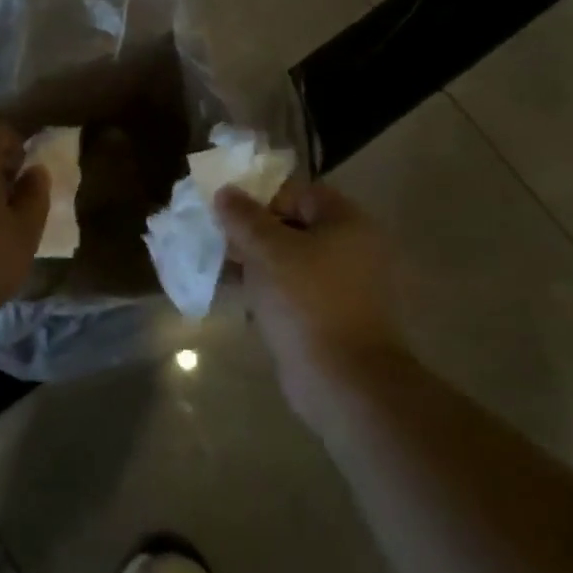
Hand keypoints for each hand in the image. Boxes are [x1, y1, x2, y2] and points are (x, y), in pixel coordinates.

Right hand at [216, 181, 402, 405]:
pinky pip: (294, 292)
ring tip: (220, 267)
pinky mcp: (331, 317)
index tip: (228, 212)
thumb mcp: (267, 250)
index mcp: (347, 224)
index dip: (262, 197)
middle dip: (254, 231)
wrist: (343, 381)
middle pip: (294, 226)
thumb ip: (243, 217)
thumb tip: (225, 191)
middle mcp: (352, 250)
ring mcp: (343, 287)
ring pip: (290, 261)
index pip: (300, 193)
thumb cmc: (306, 301)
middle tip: (219, 239)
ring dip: (257, 262)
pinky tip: (238, 297)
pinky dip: (268, 290)